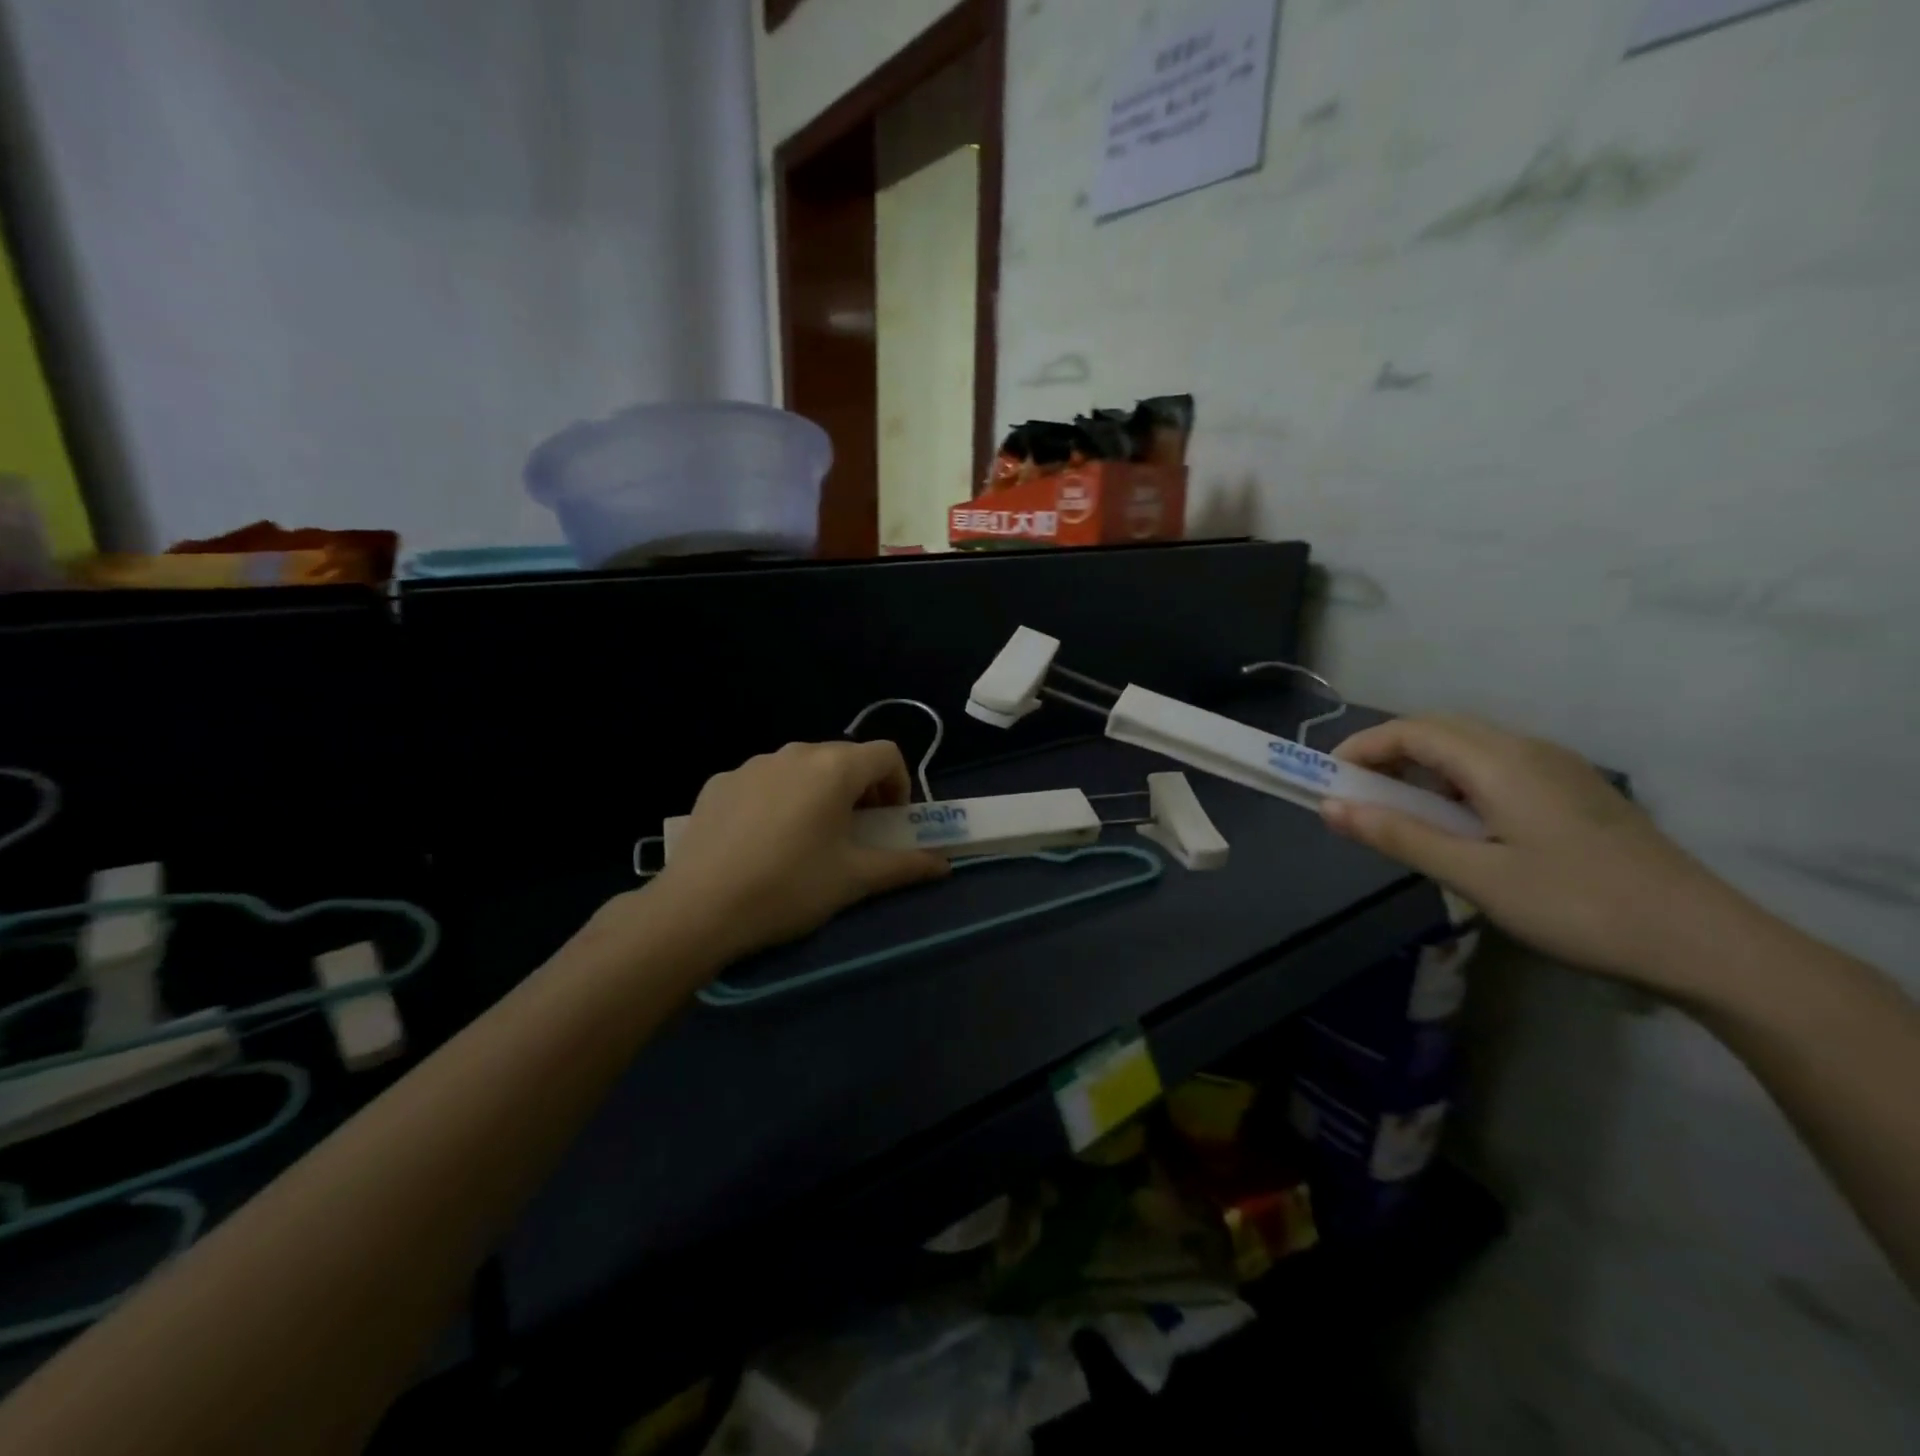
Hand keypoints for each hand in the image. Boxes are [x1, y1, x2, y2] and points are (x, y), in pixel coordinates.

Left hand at [648, 740, 948, 963]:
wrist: (698, 909)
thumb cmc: (789, 889)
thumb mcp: (854, 879)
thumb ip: (904, 866)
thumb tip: (944, 865)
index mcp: (834, 768)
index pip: (886, 754)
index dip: (900, 784)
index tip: (891, 821)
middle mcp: (794, 753)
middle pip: (844, 758)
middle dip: (861, 789)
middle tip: (856, 832)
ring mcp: (751, 764)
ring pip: (802, 767)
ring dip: (820, 791)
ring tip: (809, 837)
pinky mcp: (719, 782)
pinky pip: (765, 781)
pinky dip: (779, 798)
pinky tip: (764, 840)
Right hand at [1321, 715, 1753, 992]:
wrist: (1705, 942)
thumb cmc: (1578, 906)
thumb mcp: (1475, 876)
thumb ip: (1399, 836)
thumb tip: (1329, 808)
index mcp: (1500, 762)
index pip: (1411, 731)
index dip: (1362, 748)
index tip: (1327, 780)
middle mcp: (1527, 749)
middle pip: (1440, 729)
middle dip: (1387, 751)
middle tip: (1356, 793)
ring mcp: (1557, 767)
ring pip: (1470, 745)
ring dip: (1422, 764)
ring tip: (1398, 809)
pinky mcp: (1575, 790)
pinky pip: (1497, 764)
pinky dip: (1455, 778)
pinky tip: (1458, 820)